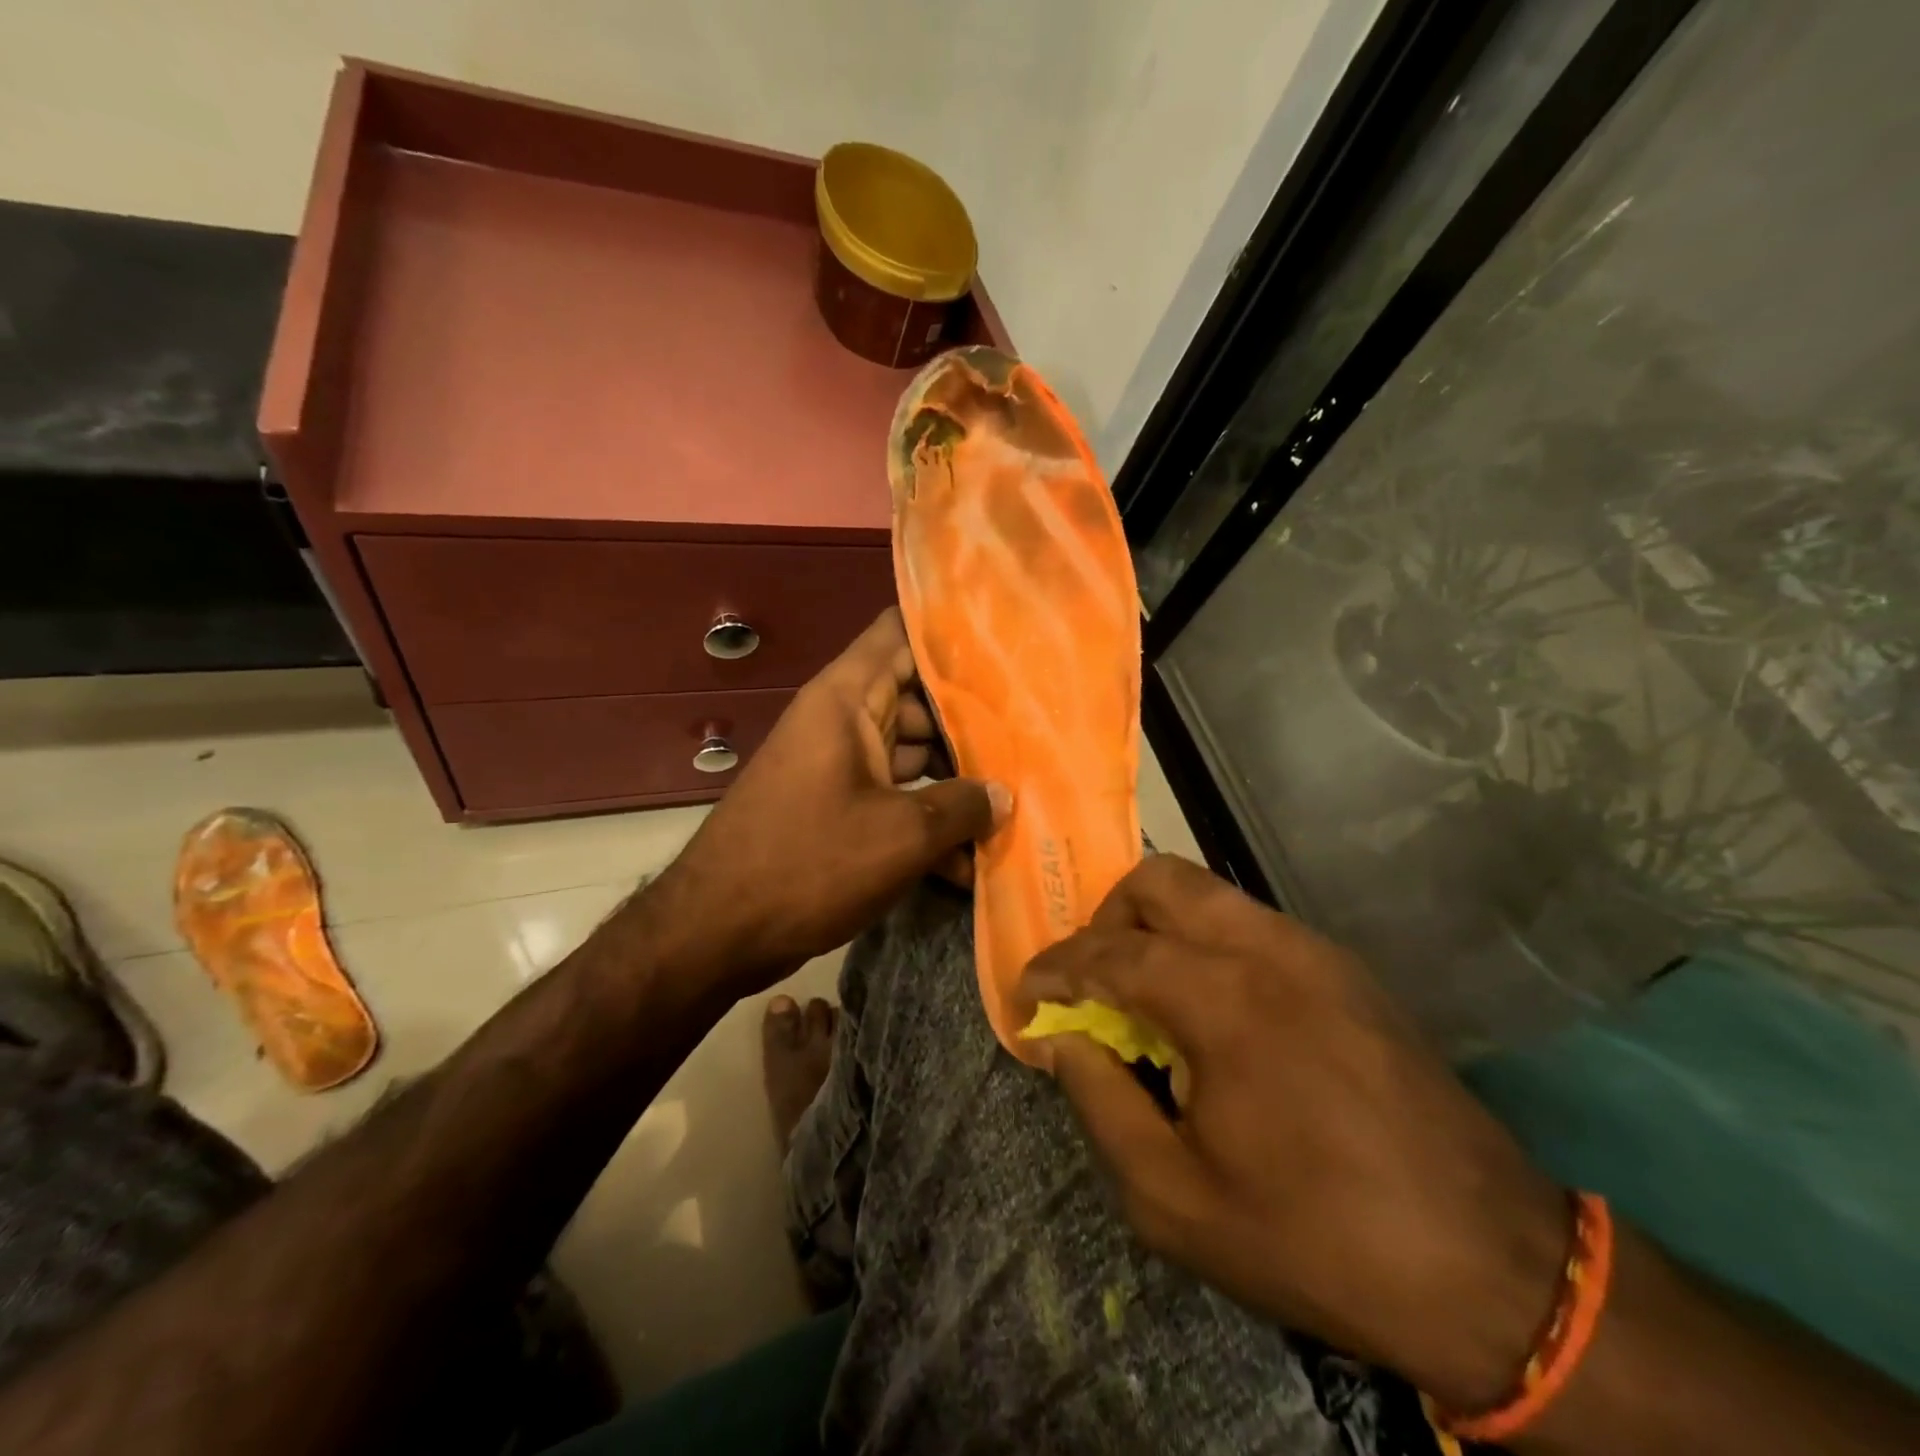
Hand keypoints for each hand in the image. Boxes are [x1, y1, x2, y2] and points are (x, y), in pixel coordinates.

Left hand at [653, 609, 1008, 997]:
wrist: (716, 932)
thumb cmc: (809, 863)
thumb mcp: (901, 835)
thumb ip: (962, 807)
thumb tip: (1002, 796)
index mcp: (846, 699)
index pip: (900, 632)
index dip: (950, 628)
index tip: (1007, 638)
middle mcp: (842, 721)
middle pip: (918, 699)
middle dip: (973, 721)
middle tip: (1034, 734)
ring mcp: (839, 767)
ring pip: (911, 754)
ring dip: (955, 783)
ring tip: (1015, 803)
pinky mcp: (838, 809)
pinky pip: (893, 798)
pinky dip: (925, 822)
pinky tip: (968, 864)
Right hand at [1020, 854, 1567, 1411]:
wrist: (1492, 1268)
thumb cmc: (1315, 1239)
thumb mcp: (1174, 1199)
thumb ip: (1101, 1102)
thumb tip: (1064, 1040)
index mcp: (1221, 996)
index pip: (1108, 953)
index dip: (1054, 969)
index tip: (1027, 996)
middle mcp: (1266, 947)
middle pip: (1157, 880)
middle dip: (1105, 920)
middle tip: (1092, 982)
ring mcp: (1312, 949)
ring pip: (1205, 891)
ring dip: (1156, 927)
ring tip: (1146, 995)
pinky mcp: (1344, 968)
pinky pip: (1247, 924)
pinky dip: (1204, 943)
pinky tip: (1210, 1011)